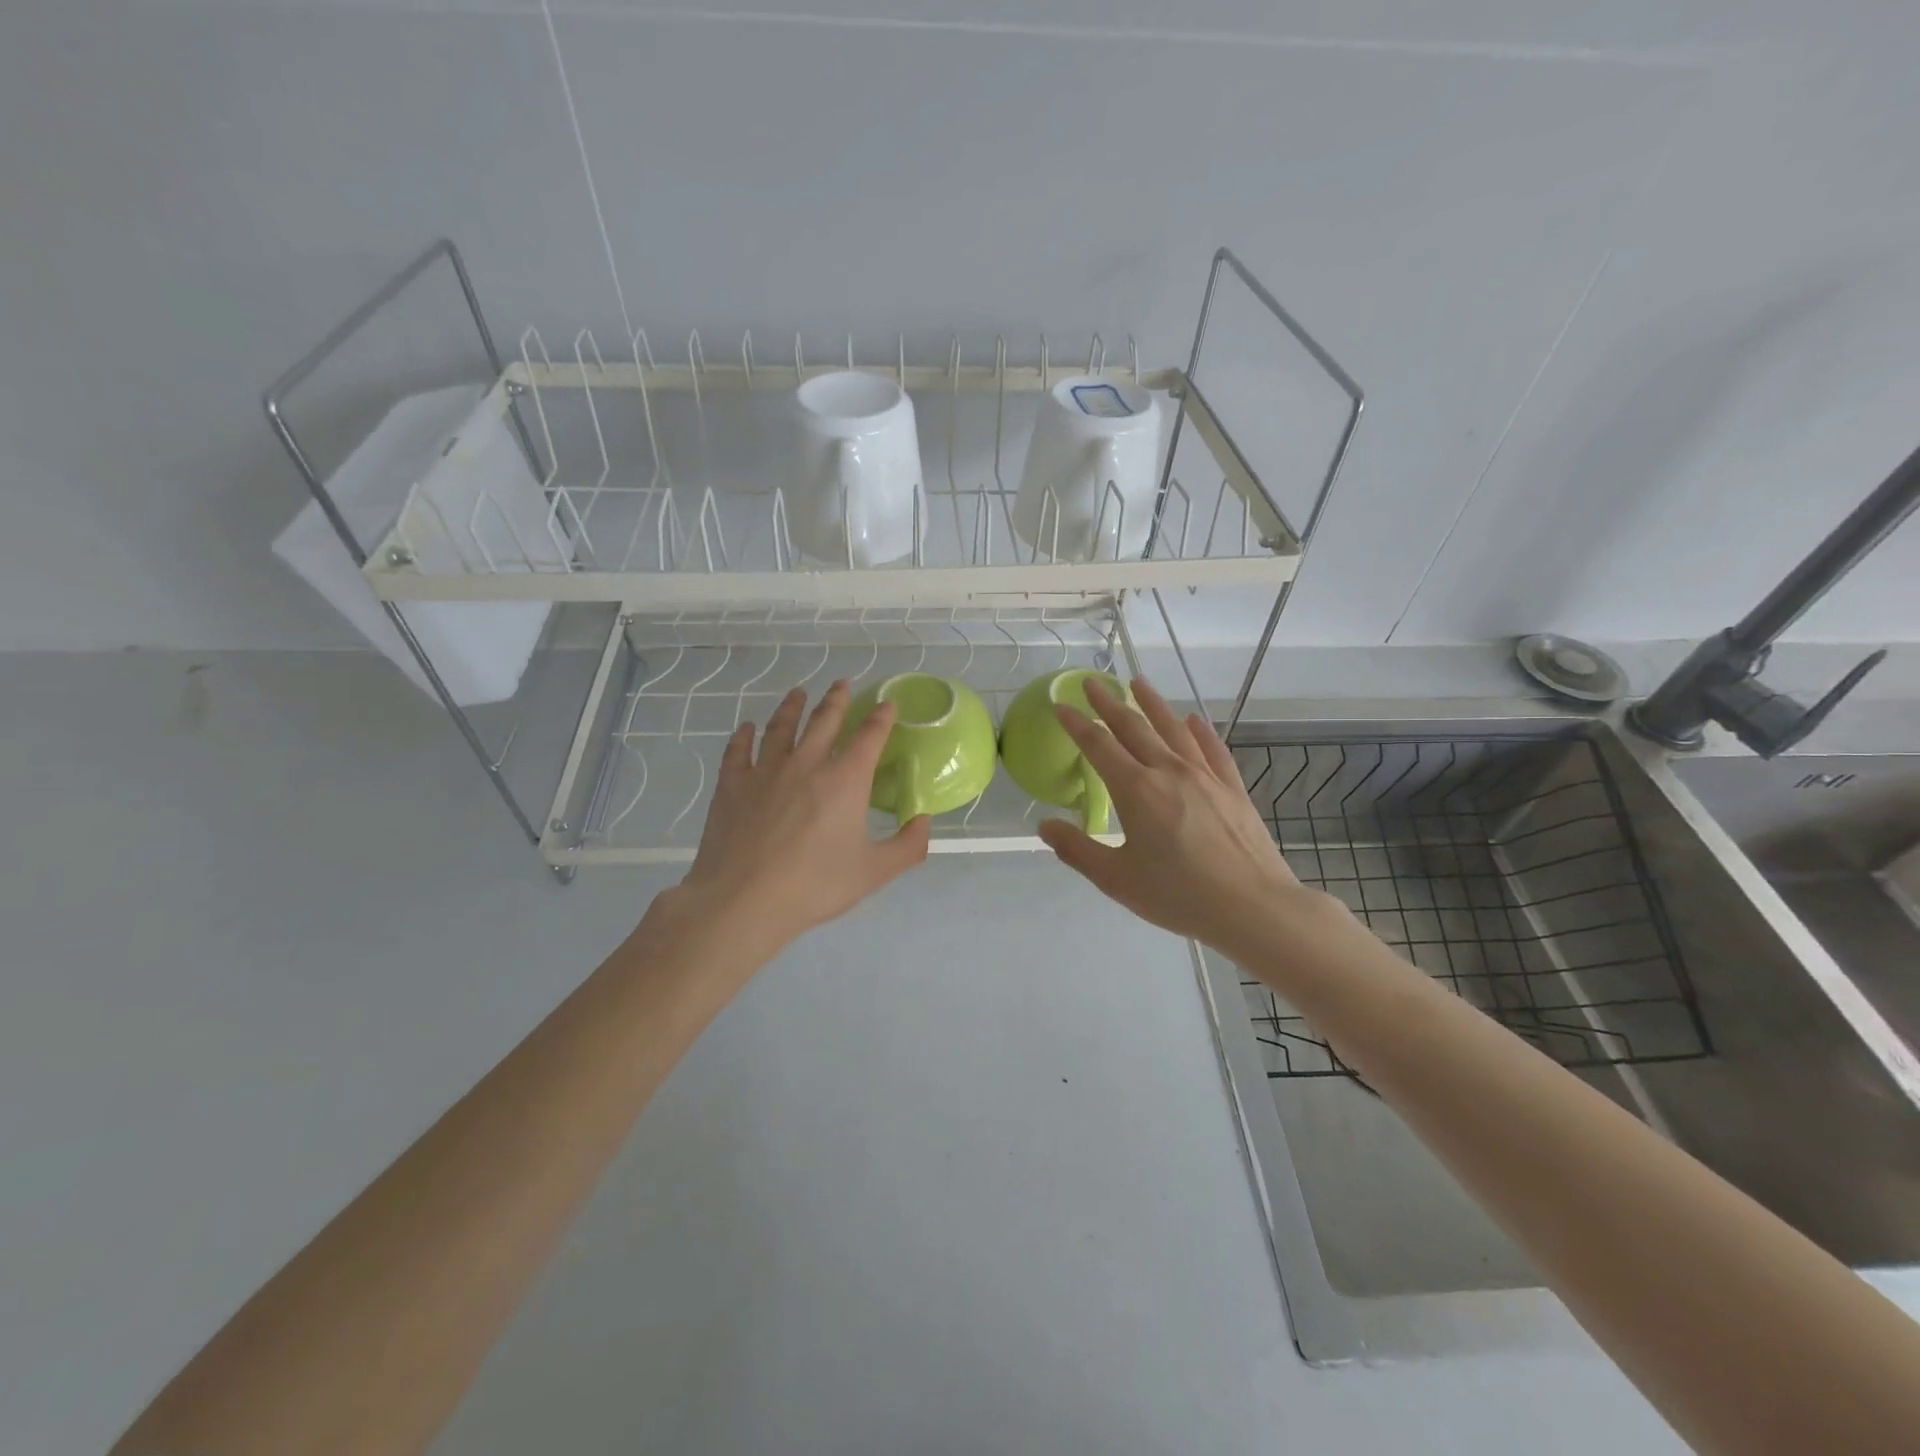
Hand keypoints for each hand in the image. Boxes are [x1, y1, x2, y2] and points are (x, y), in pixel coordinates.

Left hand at [667, 680, 930, 952]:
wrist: (743, 900)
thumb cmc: (815, 885)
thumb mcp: (874, 872)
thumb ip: (908, 846)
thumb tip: (924, 821)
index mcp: (845, 780)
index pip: (869, 736)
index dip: (881, 716)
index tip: (888, 702)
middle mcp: (806, 764)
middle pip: (824, 721)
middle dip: (837, 699)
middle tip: (842, 682)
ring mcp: (765, 771)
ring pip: (781, 727)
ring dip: (792, 707)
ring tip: (798, 693)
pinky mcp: (732, 785)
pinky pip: (739, 751)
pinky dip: (744, 736)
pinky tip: (747, 728)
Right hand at [1036, 678, 1345, 965]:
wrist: (1252, 906)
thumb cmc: (1178, 895)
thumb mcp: (1116, 879)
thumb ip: (1077, 850)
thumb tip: (1045, 826)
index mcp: (1136, 790)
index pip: (1098, 745)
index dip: (1077, 724)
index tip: (1061, 705)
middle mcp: (1168, 771)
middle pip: (1133, 727)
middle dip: (1109, 703)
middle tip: (1092, 682)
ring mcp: (1204, 776)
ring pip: (1173, 729)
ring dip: (1153, 703)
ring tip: (1138, 683)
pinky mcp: (1232, 788)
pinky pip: (1212, 749)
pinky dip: (1200, 731)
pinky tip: (1194, 719)